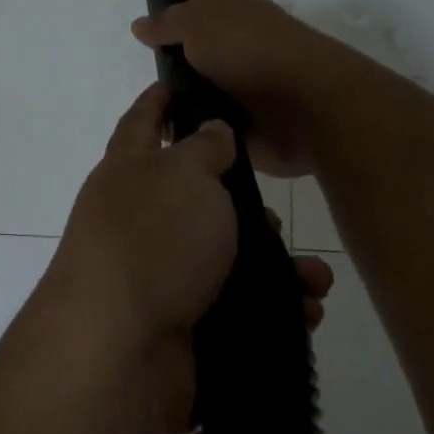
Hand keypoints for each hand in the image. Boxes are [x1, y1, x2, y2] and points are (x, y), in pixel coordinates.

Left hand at [41, 82, 333, 433]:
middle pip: (196, 198)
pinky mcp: (184, 326)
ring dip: (275, 265)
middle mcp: (140, 221)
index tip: (178, 82)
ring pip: (227, 258)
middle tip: (273, 210)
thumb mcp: (183, 175)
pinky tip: (305, 312)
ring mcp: (160, 277)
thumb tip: (209, 130)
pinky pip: (238, 308)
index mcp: (129, 173)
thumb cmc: (152, 240)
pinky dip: (274, 309)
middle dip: (242, 203)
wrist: (119, 350)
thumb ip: (202, 149)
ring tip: (313, 277)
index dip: (159, 101)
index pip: (142, 123)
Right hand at [131, 0, 349, 177]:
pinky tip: (171, 132)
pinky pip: (211, 116)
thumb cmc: (251, 51)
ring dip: (183, 88)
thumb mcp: (200, 24)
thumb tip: (141, 23)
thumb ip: (169, 23)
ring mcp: (245, 80)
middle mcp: (238, 41)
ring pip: (204, 79)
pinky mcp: (248, 119)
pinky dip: (195, 121)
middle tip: (147, 48)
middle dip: (178, 39)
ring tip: (152, 99)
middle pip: (201, 35)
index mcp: (231, 9)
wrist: (306, 105)